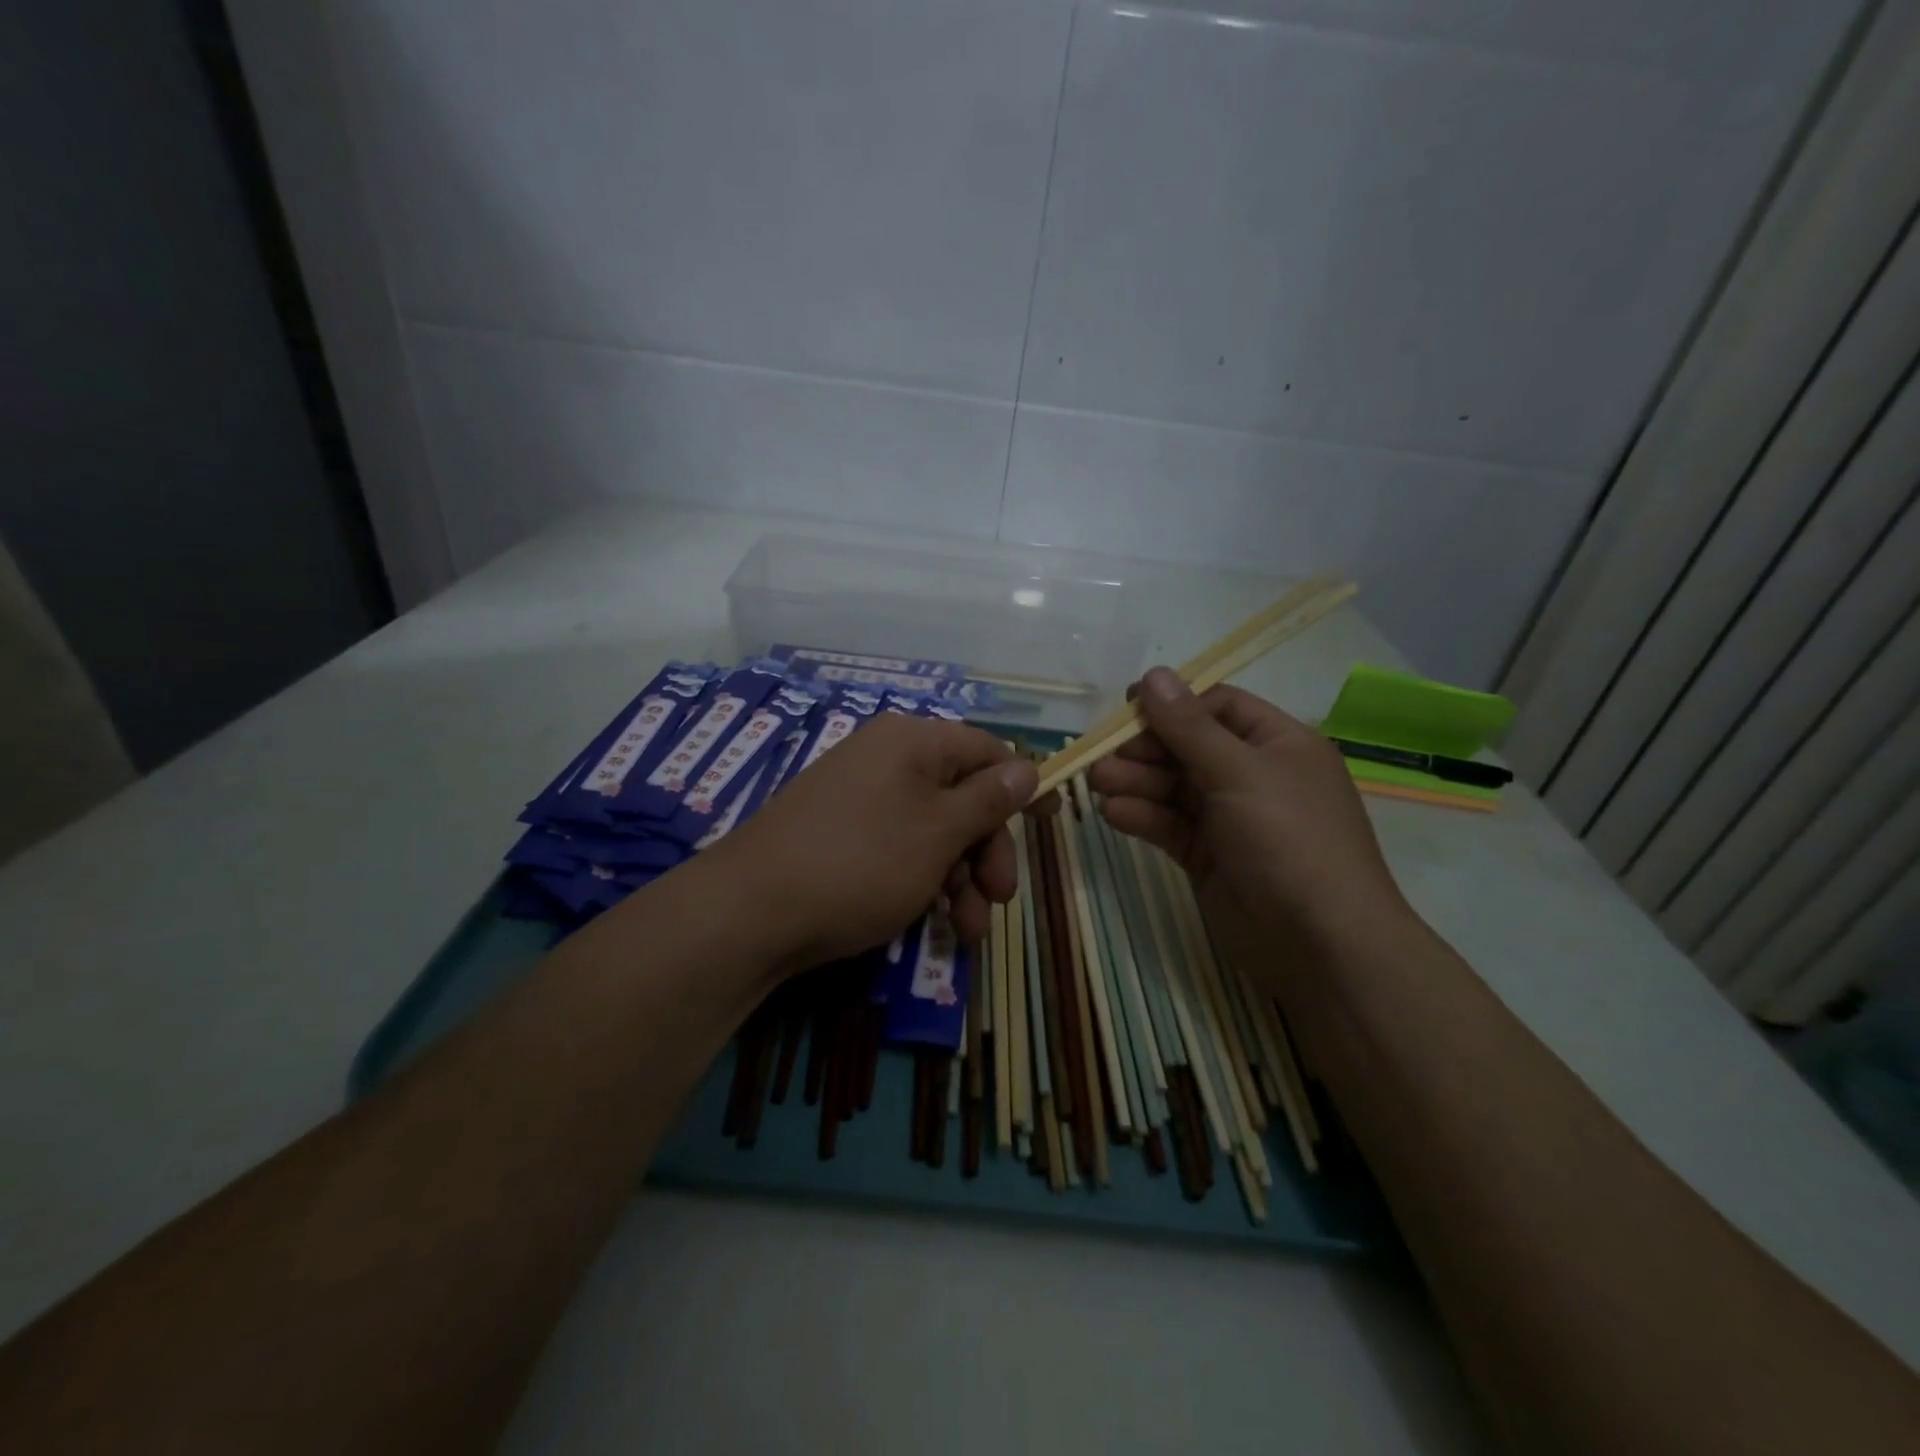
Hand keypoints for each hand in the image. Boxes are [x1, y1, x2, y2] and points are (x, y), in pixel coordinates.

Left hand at [713, 713, 1036, 973]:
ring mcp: (861, 800)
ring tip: (967, 933)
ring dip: (960, 880)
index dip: (1022, 785)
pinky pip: (899, 850)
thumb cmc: (861, 862)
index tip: (1051, 821)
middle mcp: (887, 761)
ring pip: (933, 833)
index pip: (986, 750)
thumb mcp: (938, 832)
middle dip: (987, 851)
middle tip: (999, 898)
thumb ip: (988, 800)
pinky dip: (923, 884)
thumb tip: (1028, 767)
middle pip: (962, 797)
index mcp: (912, 742)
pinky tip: (934, 925)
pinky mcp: (842, 837)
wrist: (751, 912)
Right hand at [1086, 669, 1412, 969]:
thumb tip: (1154, 674)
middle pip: (1189, 747)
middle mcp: (1254, 776)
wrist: (1320, 943)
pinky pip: (1170, 825)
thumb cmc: (1289, 839)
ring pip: (1174, 788)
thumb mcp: (1239, 772)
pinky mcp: (1210, 856)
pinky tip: (1113, 814)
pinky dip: (1143, 817)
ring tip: (1098, 782)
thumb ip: (1189, 727)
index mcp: (1278, 744)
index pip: (1218, 707)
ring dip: (1136, 782)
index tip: (1126, 709)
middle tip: (1102, 755)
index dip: (1173, 704)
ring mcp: (1231, 819)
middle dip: (1145, 749)